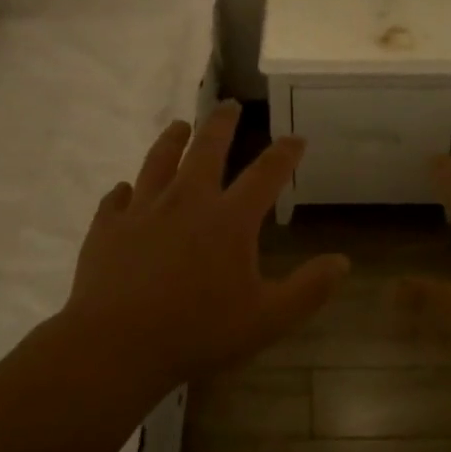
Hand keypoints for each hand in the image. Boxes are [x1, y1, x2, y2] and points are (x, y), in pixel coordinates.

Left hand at [61, 101, 348, 393]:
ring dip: (172, 139)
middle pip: (207, 149)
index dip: (285, 153)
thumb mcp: (267, 319)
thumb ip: (308, 289)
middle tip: (229, 105)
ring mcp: (142, 210)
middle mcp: (186, 201)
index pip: (265, 174)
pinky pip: (117, 198)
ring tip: (179, 126)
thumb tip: (343, 262)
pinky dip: (125, 190)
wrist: (116, 346)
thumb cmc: (198, 332)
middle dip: (222, 123)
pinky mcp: (107, 227)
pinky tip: (125, 190)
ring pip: (158, 160)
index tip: (296, 138)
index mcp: (229, 220)